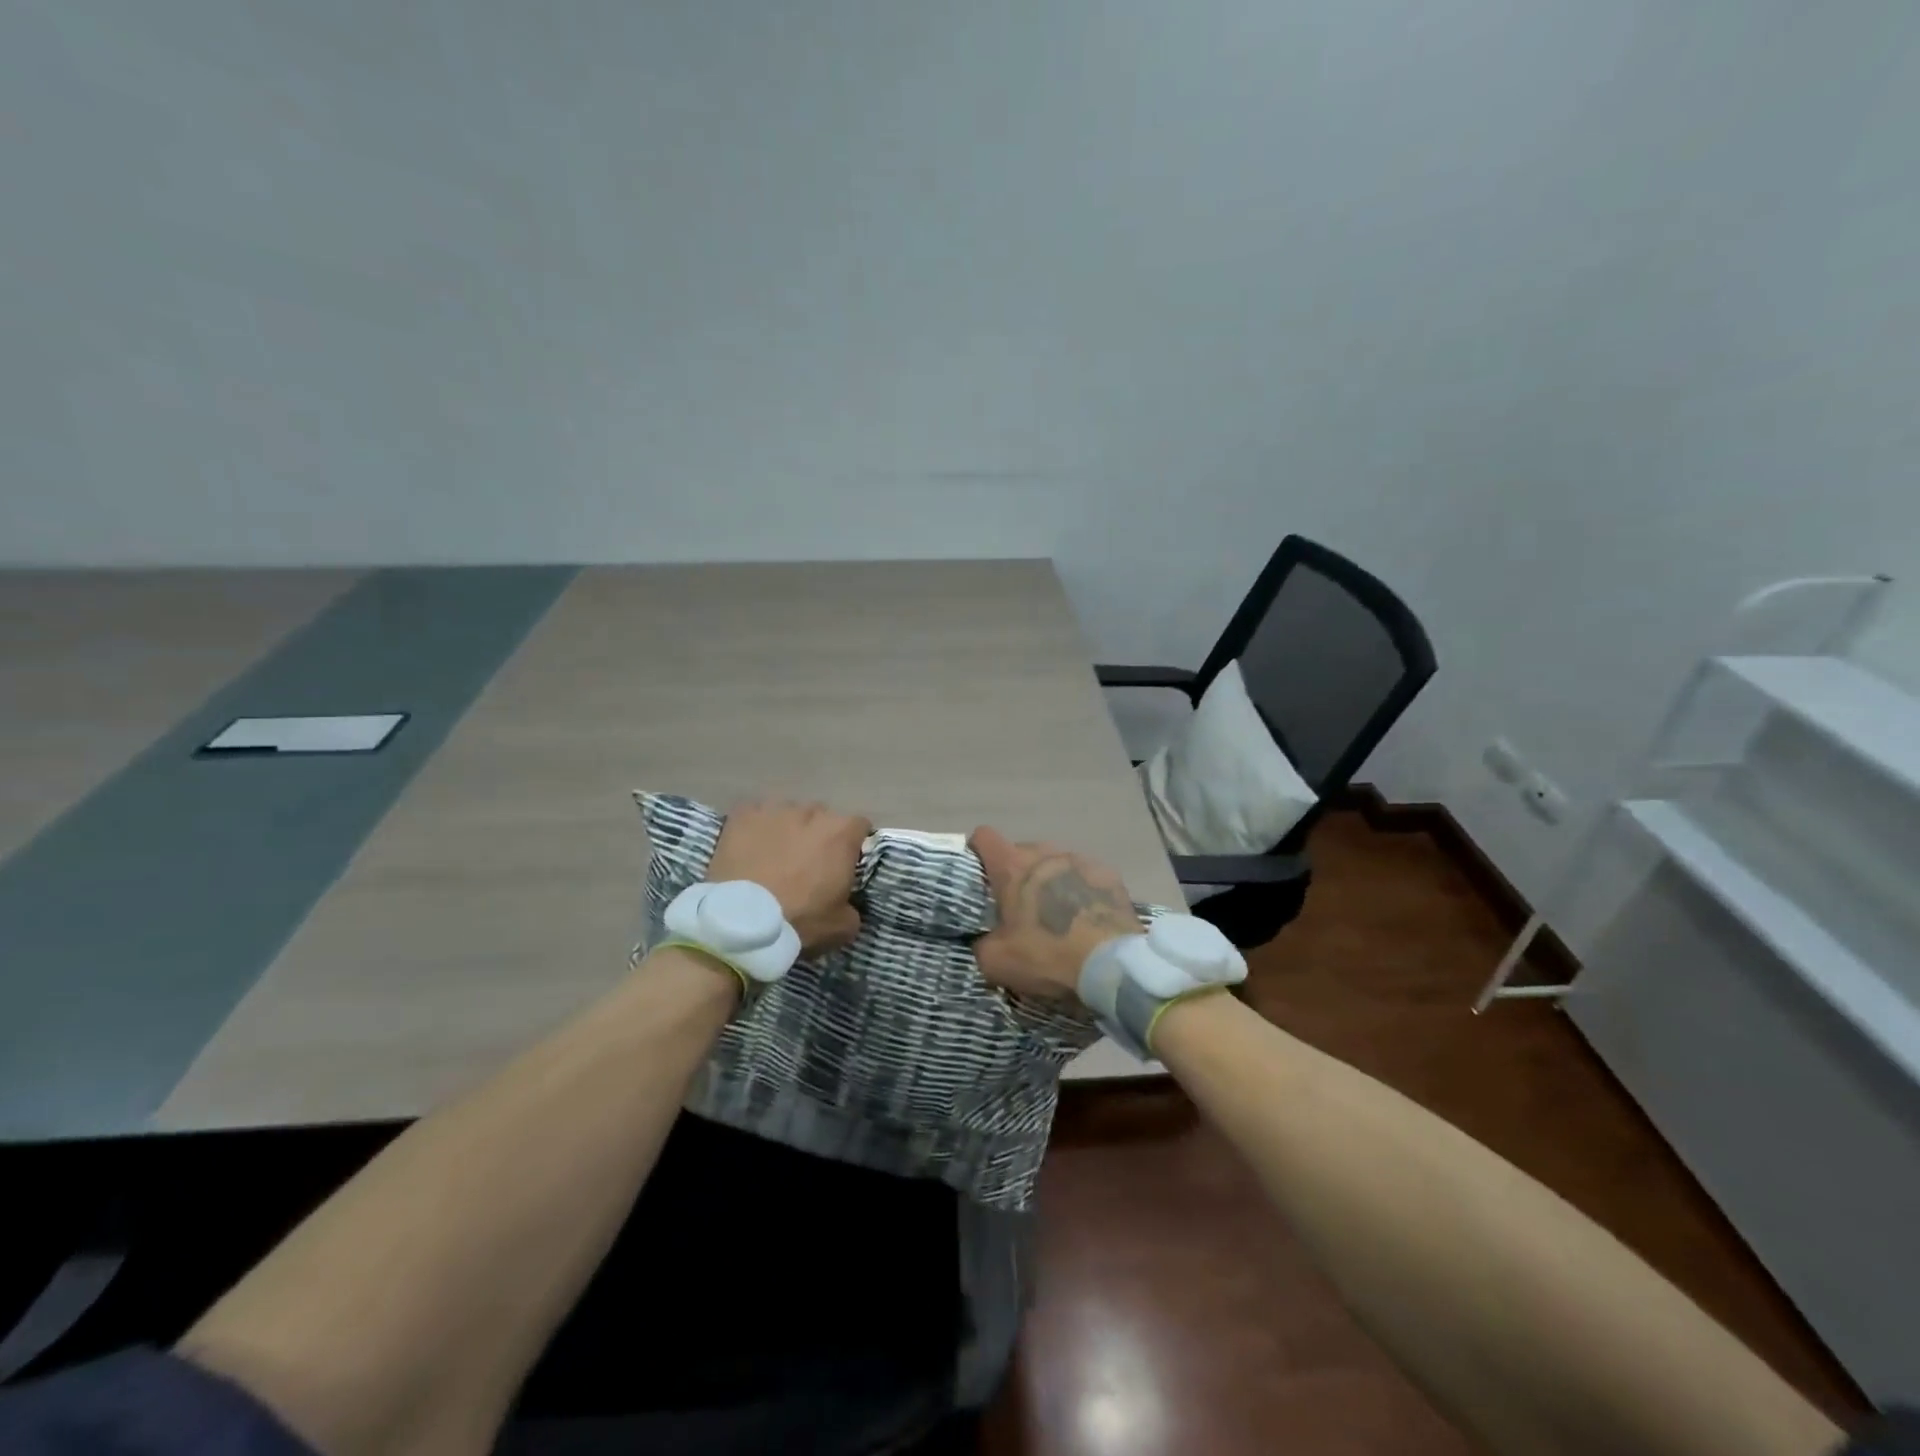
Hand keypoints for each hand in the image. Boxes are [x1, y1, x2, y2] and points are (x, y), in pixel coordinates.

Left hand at [707, 799, 872, 954]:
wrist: (741, 920)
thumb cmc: (799, 919)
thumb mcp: (842, 926)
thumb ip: (853, 907)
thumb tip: (847, 904)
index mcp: (841, 833)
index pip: (859, 826)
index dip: (853, 844)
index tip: (843, 864)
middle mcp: (811, 812)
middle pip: (822, 817)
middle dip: (818, 836)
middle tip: (807, 864)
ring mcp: (775, 809)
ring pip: (788, 814)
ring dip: (787, 830)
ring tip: (774, 857)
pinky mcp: (743, 814)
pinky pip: (756, 815)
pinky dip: (756, 828)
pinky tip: (748, 849)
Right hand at [968, 826, 1143, 1000]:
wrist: (1112, 966)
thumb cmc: (1047, 956)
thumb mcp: (996, 962)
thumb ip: (982, 943)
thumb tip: (987, 940)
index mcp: (1012, 866)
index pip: (984, 836)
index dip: (978, 852)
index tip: (980, 874)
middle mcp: (1046, 854)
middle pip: (1022, 851)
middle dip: (1017, 873)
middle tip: (1019, 906)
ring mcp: (1081, 860)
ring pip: (1055, 862)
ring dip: (1050, 880)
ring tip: (1056, 912)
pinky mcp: (1110, 874)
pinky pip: (1085, 875)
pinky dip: (1080, 889)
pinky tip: (1086, 915)